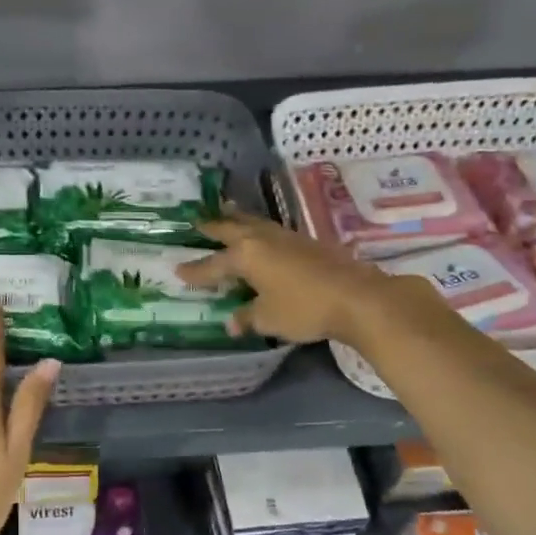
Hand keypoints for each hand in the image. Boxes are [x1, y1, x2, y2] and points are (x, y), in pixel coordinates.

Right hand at [177, 208, 443, 346]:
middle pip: (232, 229)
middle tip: (197, 221)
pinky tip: (263, 236)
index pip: (213, 264)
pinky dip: (260, 230)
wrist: (357, 297)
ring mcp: (287, 237)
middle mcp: (263, 240)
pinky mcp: (308, 242)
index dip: (196, 271)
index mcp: (246, 255)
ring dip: (238, 220)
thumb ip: (247, 317)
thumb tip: (232, 321)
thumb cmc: (304, 308)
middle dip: (214, 227)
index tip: (178, 271)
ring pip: (255, 223)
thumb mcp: (268, 319)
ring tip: (228, 213)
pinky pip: (273, 231)